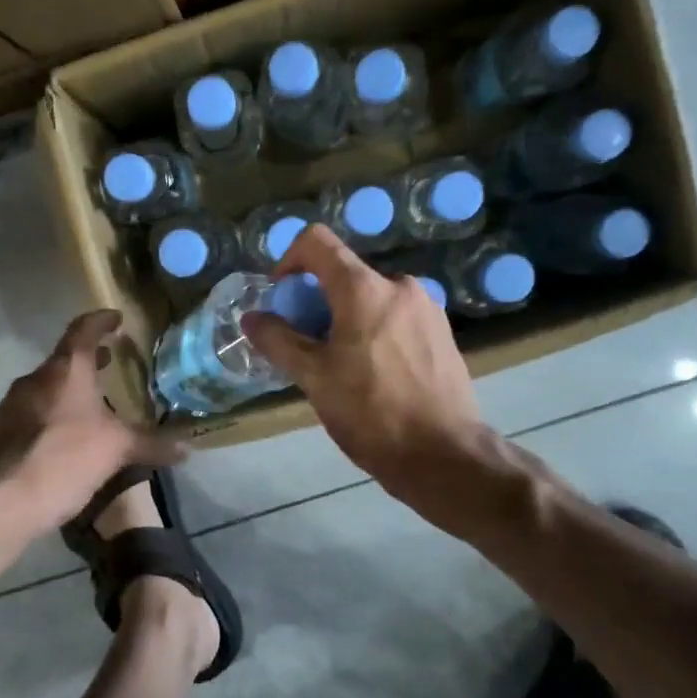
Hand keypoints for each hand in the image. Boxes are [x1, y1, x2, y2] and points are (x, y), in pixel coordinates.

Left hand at [0, 310, 183, 538]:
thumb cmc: (63, 459)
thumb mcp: (117, 450)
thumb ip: (153, 444)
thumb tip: (189, 448)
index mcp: (65, 370)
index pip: (84, 329)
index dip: (101, 321)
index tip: (116, 318)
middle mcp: (36, 379)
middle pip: (65, 359)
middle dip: (89, 359)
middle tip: (112, 361)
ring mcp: (13, 406)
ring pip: (49, 387)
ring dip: (72, 389)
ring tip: (97, 404)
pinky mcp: (2, 434)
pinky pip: (36, 413)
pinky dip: (57, 414)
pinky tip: (70, 439)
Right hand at [243, 225, 493, 514]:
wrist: (444, 455)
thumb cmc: (371, 413)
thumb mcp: (314, 378)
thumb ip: (278, 340)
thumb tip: (252, 318)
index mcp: (364, 288)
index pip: (317, 242)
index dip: (289, 260)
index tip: (282, 298)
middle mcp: (399, 285)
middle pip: (344, 274)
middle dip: (317, 301)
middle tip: (307, 345)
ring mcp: (426, 308)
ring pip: (371, 297)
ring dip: (346, 318)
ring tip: (341, 365)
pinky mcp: (442, 332)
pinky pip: (396, 316)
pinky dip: (375, 330)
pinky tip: (375, 374)